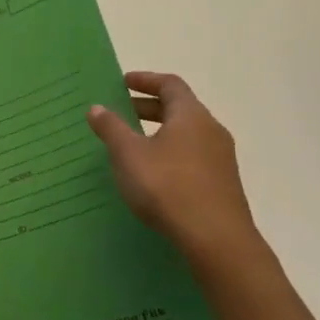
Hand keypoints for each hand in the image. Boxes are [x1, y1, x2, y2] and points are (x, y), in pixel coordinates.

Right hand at [87, 71, 260, 261]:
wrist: (216, 239)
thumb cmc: (168, 186)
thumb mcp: (129, 155)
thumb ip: (112, 128)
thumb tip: (97, 107)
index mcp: (191, 115)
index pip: (170, 85)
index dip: (146, 80)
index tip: (123, 82)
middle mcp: (211, 130)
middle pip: (180, 109)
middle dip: (149, 108)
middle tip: (122, 112)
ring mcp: (221, 159)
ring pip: (187, 135)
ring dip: (160, 133)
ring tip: (134, 145)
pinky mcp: (222, 184)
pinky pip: (193, 157)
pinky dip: (171, 154)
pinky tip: (153, 174)